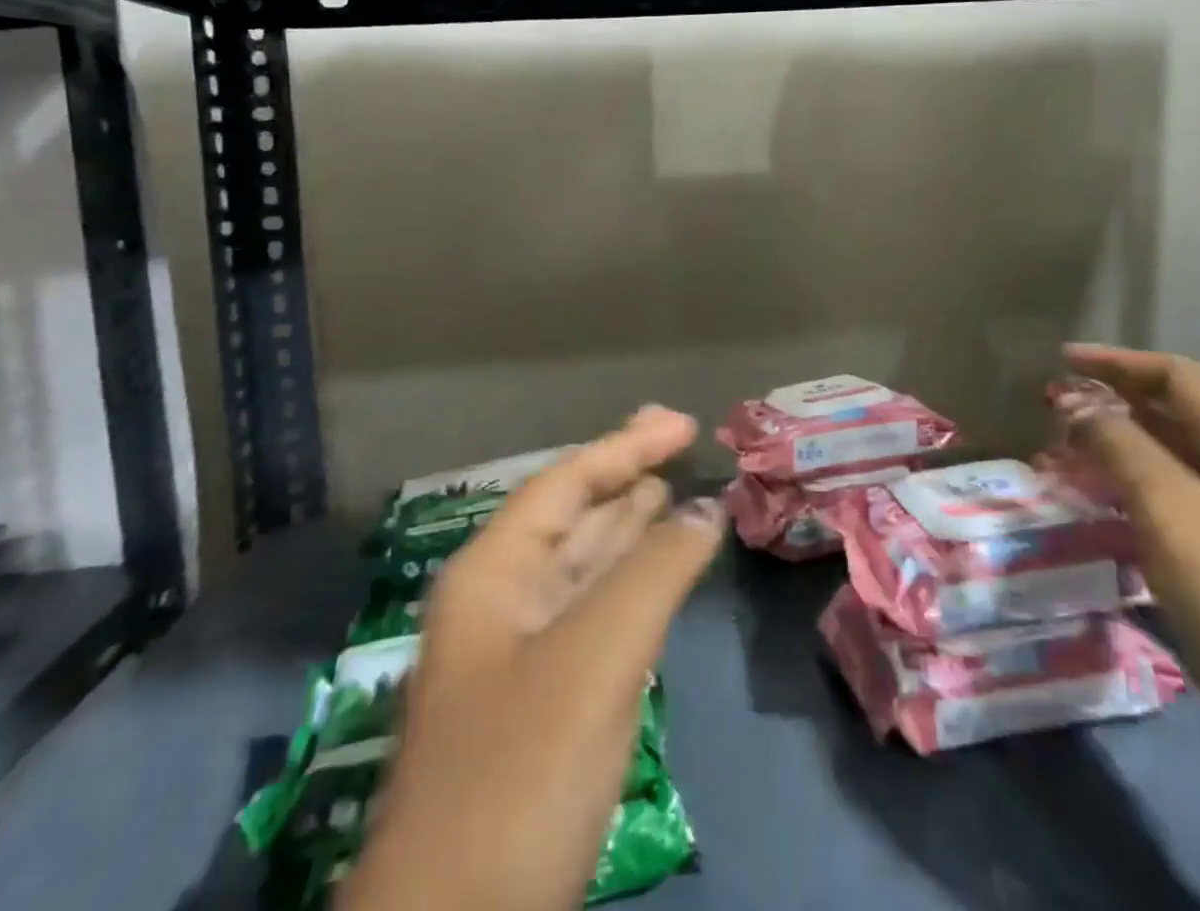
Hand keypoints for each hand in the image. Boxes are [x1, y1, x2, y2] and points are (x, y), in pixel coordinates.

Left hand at [342, 407, 724, 910]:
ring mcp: (519, 654)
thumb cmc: (520, 774)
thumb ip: (655, 571)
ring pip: (583, 564)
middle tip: (677, 438)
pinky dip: (632, 582)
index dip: (625, 446)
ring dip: (629, 525)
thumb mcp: (596, 657)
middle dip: (625, 475)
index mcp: (493, 573)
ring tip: (673, 487)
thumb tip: (706, 509)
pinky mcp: (543, 702)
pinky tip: (658, 570)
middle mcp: (500, 600)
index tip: (681, 424)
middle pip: (572, 515)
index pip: (565, 483)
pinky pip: (594, 612)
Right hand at [1046, 346, 1199, 754]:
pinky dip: (1137, 487)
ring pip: (1176, 459)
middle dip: (1113, 402)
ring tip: (1068, 452)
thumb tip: (1077, 403)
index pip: (1177, 377)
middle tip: (1055, 409)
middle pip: (1177, 414)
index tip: (1061, 360)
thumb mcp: (1172, 510)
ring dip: (1120, 446)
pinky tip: (1107, 504)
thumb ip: (1121, 445)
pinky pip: (1180, 500)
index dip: (1117, 362)